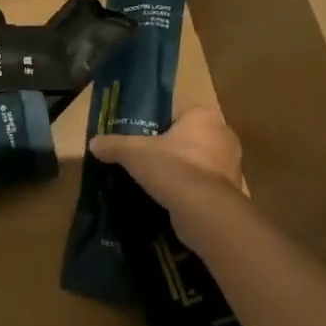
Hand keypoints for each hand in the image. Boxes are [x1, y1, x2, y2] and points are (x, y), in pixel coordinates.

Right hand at [90, 105, 246, 251]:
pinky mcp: (231, 191)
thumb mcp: (133, 152)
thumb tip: (93, 143)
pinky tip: (171, 199)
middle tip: (147, 160)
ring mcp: (231, 165)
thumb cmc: (172, 167)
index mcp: (205, 116)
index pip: (180, 114)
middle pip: (190, 138)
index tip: (144, 139)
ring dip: (182, 171)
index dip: (161, 126)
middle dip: (172, 149)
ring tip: (157, 182)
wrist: (203, 210)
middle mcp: (224, 135)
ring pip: (198, 163)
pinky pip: (204, 186)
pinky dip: (190, 191)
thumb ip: (113, 145)